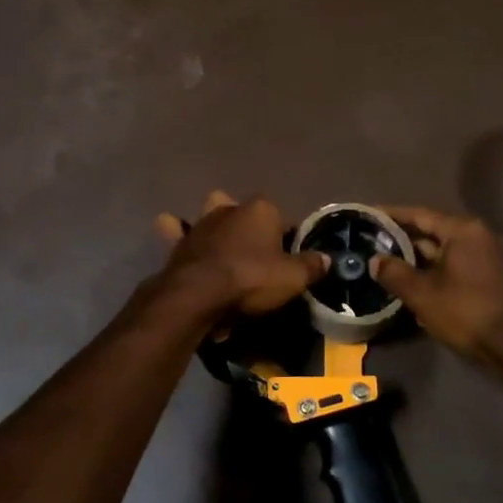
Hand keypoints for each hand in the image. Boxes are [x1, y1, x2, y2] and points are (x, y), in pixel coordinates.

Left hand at [154, 191, 328, 316]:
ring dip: (214, 224)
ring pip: (209, 212)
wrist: (199, 294)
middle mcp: (230, 208)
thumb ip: (311, 266)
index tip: (288, 257)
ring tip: (221, 245)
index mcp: (261, 209)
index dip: (286, 236)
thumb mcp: (292, 278)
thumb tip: (327, 259)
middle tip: (255, 251)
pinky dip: (176, 233)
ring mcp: (201, 223)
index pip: (281, 217)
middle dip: (247, 222)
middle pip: (244, 209)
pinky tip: (179, 240)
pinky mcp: (179, 241)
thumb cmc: (252, 279)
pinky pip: (175, 231)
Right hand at [371, 206, 502, 370]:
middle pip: (436, 232)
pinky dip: (443, 273)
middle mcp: (482, 236)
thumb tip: (375, 260)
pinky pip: (464, 267)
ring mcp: (496, 257)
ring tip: (396, 269)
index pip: (420, 214)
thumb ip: (395, 273)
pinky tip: (426, 289)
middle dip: (407, 241)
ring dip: (425, 261)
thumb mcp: (423, 295)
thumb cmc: (469, 313)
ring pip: (450, 253)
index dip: (392, 215)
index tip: (370, 215)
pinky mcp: (502, 278)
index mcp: (463, 230)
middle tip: (378, 246)